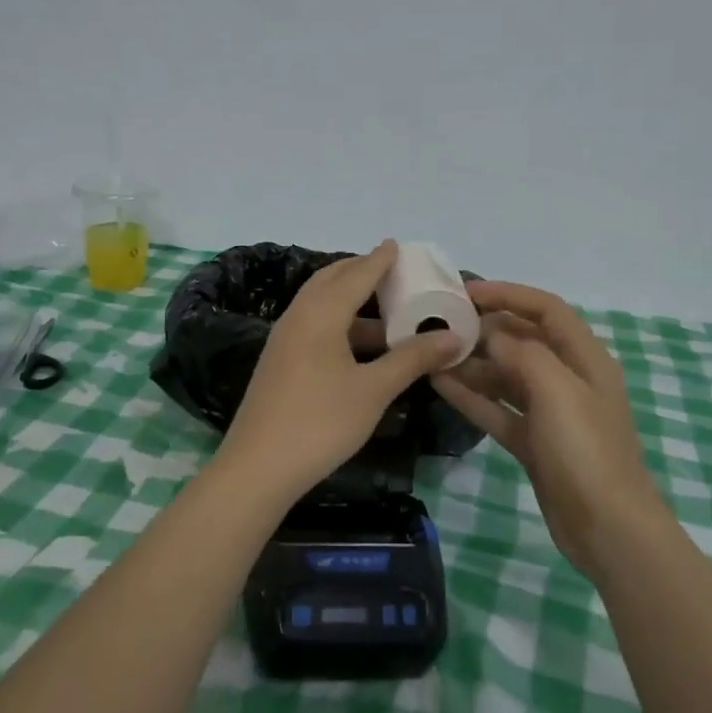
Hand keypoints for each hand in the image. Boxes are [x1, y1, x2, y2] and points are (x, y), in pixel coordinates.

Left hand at [216, 241, 462, 505]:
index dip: (379, 260)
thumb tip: (453, 337)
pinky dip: (339, 323)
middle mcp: (298, 317)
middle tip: (391, 271)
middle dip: (360, 272)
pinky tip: (359, 346)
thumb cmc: (320, 422)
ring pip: (320, 306)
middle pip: (331, 282)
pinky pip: (314, 327)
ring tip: (386, 311)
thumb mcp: (373, 390)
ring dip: (351, 302)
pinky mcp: (279, 363)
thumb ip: (412, 359)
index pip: (356, 275)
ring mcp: (284, 341)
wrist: (257, 468)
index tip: (397, 244)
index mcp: (320, 314)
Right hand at [431, 281, 661, 581]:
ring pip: (506, 376)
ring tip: (431, 354)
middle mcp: (568, 379)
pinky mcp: (534, 443)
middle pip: (524, 340)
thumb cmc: (586, 451)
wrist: (607, 529)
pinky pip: (498, 410)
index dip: (509, 294)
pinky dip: (472, 397)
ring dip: (473, 364)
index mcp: (585, 359)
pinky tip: (440, 385)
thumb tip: (492, 335)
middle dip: (486, 329)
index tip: (466, 292)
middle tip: (441, 323)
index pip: (547, 309)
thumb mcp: (558, 391)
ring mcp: (550, 413)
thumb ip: (523, 353)